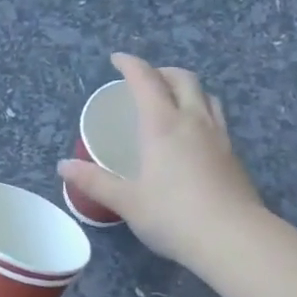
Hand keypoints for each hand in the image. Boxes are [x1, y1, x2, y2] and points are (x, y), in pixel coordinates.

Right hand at [57, 53, 263, 270]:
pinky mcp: (234, 156)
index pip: (146, 80)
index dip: (130, 65)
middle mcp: (193, 121)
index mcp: (162, 125)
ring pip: (207, 96)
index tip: (118, 59)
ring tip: (175, 100)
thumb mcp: (127, 202)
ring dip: (188, 89)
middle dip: (162, 72)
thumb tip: (63, 166)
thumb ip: (95, 182)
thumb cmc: (172, 216)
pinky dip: (202, 113)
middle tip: (147, 80)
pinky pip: (217, 119)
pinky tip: (195, 136)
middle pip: (183, 79)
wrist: (232, 238)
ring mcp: (219, 137)